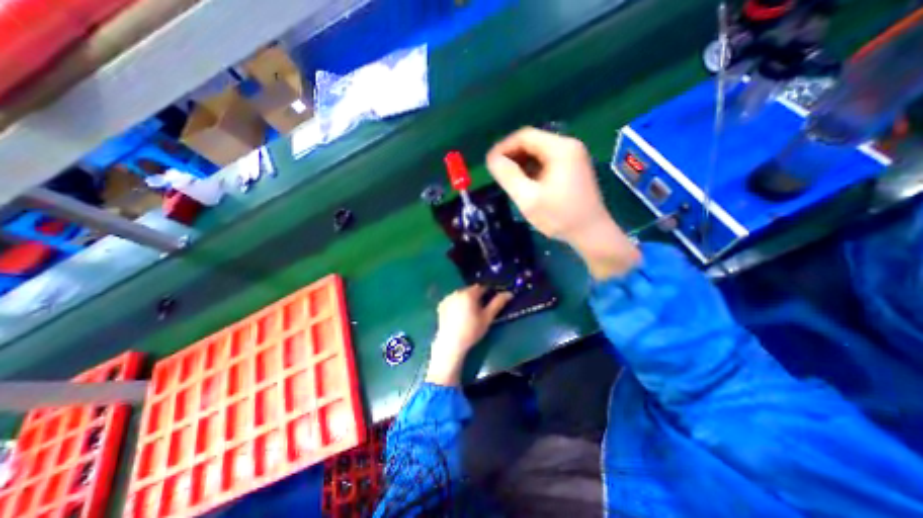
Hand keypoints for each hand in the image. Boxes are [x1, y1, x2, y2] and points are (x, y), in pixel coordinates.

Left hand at [425, 285, 511, 386]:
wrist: (451, 343)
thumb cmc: (472, 331)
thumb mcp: (487, 317)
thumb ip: (498, 303)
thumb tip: (509, 293)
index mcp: (469, 293)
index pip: (482, 288)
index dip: (488, 293)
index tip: (491, 302)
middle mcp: (457, 292)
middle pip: (471, 290)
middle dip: (477, 297)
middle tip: (481, 310)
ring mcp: (448, 298)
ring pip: (462, 294)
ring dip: (467, 299)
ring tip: (469, 314)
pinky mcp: (441, 305)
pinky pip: (453, 300)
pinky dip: (457, 303)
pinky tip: (459, 315)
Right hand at [484, 125, 642, 279]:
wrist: (591, 234)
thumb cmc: (559, 216)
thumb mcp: (528, 198)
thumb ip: (508, 176)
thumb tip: (492, 159)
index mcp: (560, 148)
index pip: (524, 136)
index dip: (503, 147)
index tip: (490, 163)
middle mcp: (569, 146)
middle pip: (532, 142)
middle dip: (512, 156)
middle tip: (498, 174)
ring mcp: (573, 157)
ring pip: (538, 153)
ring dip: (521, 163)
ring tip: (509, 181)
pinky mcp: (573, 169)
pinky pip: (547, 162)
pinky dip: (532, 170)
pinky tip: (525, 184)